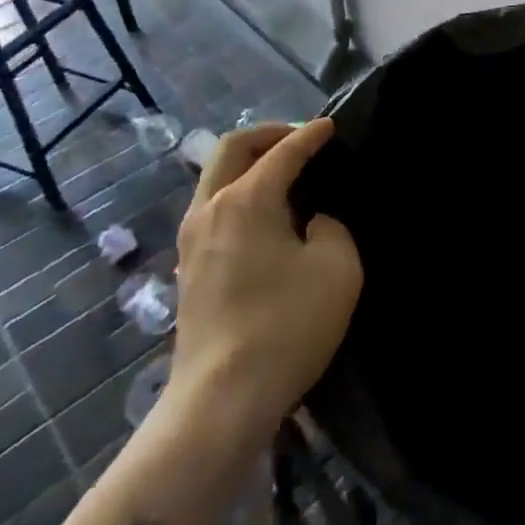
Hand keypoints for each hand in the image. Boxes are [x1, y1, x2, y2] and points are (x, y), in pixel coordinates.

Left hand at [166, 120, 360, 435]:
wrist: (222, 399)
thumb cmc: (286, 326)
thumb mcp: (338, 268)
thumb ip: (331, 228)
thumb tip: (312, 223)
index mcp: (247, 200)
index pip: (283, 152)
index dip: (311, 135)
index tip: (332, 126)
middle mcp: (210, 208)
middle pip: (231, 148)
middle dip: (268, 134)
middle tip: (301, 138)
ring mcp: (191, 239)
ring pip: (215, 176)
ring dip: (248, 162)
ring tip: (283, 172)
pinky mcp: (186, 267)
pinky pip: (212, 206)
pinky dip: (237, 190)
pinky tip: (263, 212)